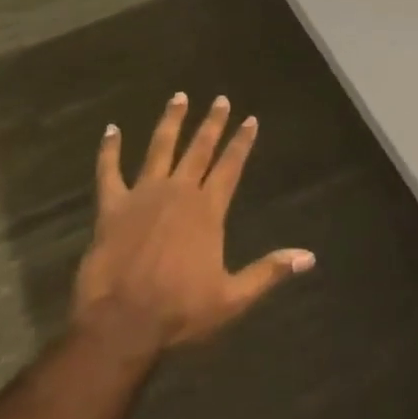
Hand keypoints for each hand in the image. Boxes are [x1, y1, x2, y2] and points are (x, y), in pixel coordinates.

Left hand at [73, 92, 314, 352]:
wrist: (122, 321)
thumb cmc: (179, 311)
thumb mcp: (232, 298)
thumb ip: (269, 272)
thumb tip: (309, 256)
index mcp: (207, 210)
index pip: (230, 166)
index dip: (241, 142)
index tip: (250, 118)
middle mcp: (179, 192)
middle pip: (199, 149)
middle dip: (212, 123)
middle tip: (220, 99)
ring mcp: (143, 194)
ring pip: (160, 148)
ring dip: (170, 121)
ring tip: (178, 97)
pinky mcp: (112, 206)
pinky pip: (109, 170)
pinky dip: (109, 149)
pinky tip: (110, 130)